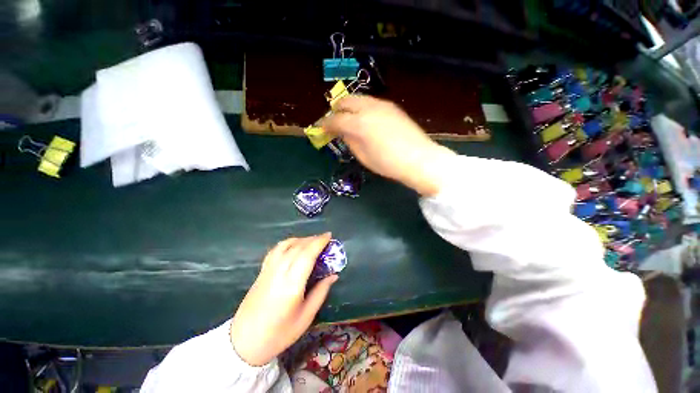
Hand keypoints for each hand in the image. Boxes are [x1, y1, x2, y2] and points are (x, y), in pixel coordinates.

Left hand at [230, 233, 337, 365]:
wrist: (244, 342)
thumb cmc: (279, 334)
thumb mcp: (306, 317)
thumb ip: (321, 292)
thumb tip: (333, 275)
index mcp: (292, 285)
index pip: (307, 255)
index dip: (319, 242)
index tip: (329, 236)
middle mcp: (279, 272)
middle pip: (297, 247)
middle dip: (313, 239)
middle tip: (325, 239)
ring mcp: (268, 270)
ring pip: (286, 245)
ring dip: (301, 239)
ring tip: (312, 241)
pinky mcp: (262, 271)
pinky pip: (276, 250)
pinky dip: (287, 243)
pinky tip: (294, 245)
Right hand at [322, 95, 455, 195]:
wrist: (418, 159)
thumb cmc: (388, 163)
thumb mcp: (363, 157)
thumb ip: (350, 141)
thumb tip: (343, 132)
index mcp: (359, 124)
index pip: (336, 119)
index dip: (325, 124)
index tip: (320, 128)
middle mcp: (369, 108)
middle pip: (346, 101)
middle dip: (336, 110)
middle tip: (334, 121)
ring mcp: (382, 105)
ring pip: (359, 98)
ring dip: (349, 107)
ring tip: (348, 119)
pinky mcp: (392, 107)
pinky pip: (371, 102)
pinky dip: (362, 108)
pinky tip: (365, 119)